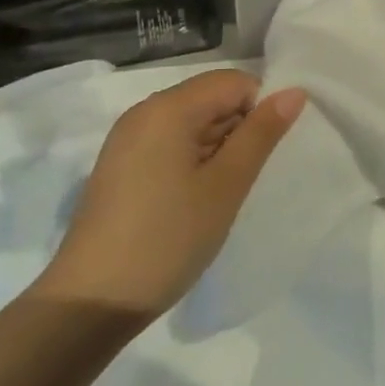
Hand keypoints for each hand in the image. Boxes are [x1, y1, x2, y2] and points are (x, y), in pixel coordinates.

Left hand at [34, 70, 305, 317]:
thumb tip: (294, 92)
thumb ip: (261, 134)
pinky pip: (169, 144)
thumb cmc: (167, 238)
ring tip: (220, 194)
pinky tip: (194, 201)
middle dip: (237, 129)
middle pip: (210, 98)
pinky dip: (192, 161)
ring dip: (216, 148)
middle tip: (244, 179)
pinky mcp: (119, 166)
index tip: (263, 155)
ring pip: (191, 123)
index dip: (259, 109)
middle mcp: (144, 112)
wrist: (90, 304)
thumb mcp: (226, 185)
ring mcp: (127, 140)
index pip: (234, 82)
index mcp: (168, 108)